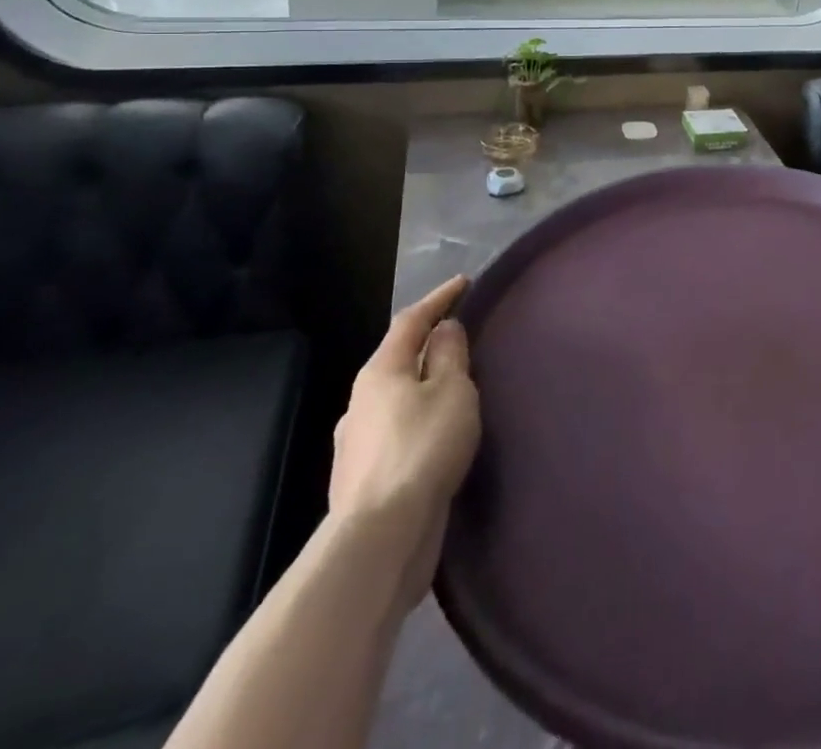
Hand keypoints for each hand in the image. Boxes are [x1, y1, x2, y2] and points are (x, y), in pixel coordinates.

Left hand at [329, 277, 481, 611]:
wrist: (381, 537)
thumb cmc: (423, 448)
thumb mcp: (452, 390)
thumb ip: (451, 355)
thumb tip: (444, 329)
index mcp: (381, 372)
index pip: (411, 321)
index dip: (439, 298)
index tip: (464, 283)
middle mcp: (360, 401)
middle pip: (398, 359)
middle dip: (428, 345)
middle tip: (461, 337)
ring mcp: (356, 443)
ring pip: (395, 399)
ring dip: (422, 387)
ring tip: (453, 390)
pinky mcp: (364, 479)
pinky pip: (396, 433)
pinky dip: (417, 422)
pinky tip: (435, 436)